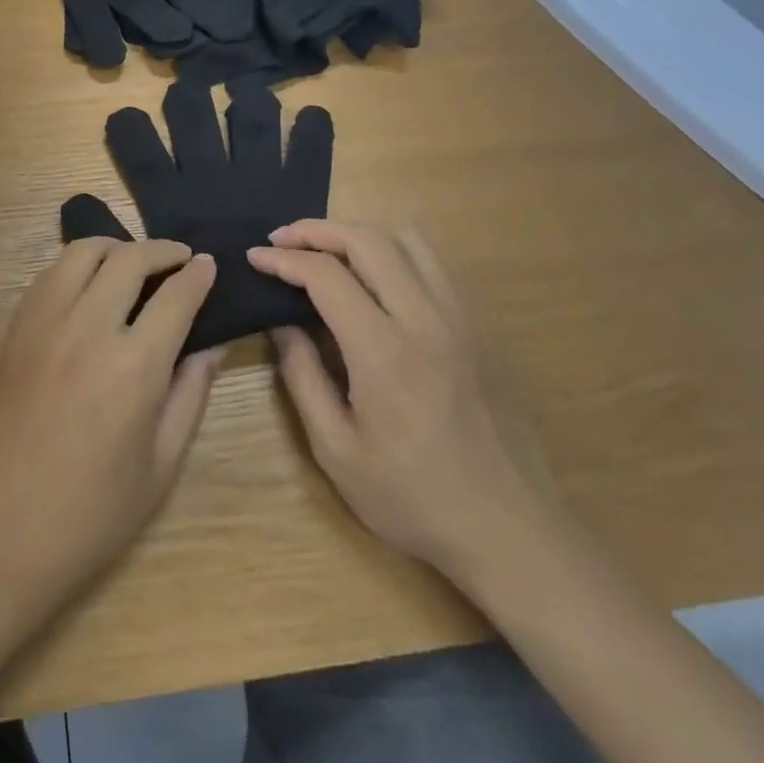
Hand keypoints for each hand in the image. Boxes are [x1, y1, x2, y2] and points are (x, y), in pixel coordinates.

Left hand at [0, 238, 221, 613]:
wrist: (3, 531)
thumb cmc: (95, 511)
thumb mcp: (162, 462)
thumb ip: (191, 392)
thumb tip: (213, 343)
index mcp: (134, 366)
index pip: (176, 296)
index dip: (199, 275)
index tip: (210, 265)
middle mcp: (88, 329)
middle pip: (129, 259)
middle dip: (163, 250)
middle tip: (180, 259)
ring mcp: (43, 324)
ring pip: (82, 253)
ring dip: (116, 247)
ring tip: (133, 262)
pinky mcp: (14, 330)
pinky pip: (48, 275)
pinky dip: (76, 266)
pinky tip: (88, 284)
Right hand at [247, 220, 546, 579]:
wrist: (509, 532)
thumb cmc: (412, 498)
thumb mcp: (336, 449)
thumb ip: (303, 377)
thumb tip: (281, 325)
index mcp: (384, 351)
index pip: (326, 275)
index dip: (283, 259)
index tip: (254, 257)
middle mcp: (427, 320)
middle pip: (369, 240)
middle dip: (317, 230)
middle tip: (282, 239)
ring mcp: (462, 321)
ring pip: (410, 242)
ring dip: (360, 235)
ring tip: (327, 252)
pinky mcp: (481, 331)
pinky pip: (435, 268)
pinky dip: (396, 255)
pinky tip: (375, 282)